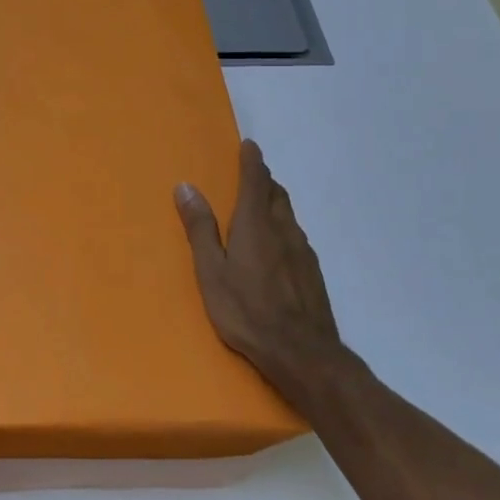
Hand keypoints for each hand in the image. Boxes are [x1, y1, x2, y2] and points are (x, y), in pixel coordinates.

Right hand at [175, 140, 353, 410]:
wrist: (302, 353)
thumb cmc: (246, 310)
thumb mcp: (211, 271)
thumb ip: (201, 229)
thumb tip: (186, 187)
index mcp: (256, 225)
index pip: (256, 181)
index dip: (252, 161)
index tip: (249, 146)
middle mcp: (284, 231)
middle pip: (277, 195)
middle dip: (264, 180)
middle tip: (252, 175)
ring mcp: (303, 253)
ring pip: (289, 217)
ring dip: (275, 204)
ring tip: (261, 207)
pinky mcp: (313, 274)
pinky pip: (296, 238)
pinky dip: (283, 229)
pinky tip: (276, 248)